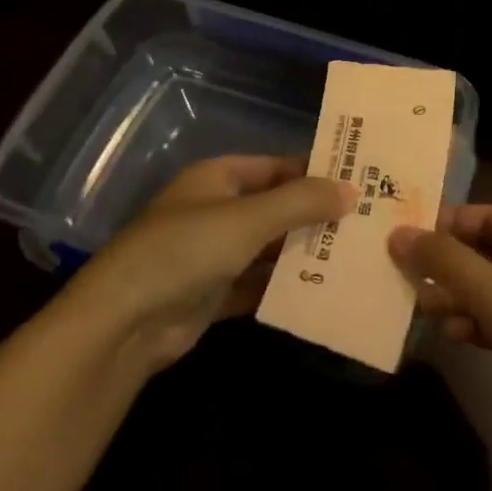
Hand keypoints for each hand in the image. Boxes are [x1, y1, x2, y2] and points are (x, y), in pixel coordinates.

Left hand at [72, 155, 350, 370]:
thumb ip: (302, 202)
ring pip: (269, 248)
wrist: (123, 324)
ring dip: (304, 252)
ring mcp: (212, 254)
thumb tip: (353, 191)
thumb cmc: (186, 250)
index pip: (277, 166)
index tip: (360, 181)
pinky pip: (258, 283)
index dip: (315, 171)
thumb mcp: (249, 219)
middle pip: (276, 207)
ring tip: (356, 256)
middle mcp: (215, 211)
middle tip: (368, 222)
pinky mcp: (213, 294)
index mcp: (217, 179)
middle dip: (316, 215)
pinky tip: (324, 290)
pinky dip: (285, 286)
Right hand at [389, 206, 491, 473]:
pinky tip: (452, 336)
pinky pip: (487, 323)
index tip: (404, 232)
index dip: (447, 220)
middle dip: (443, 261)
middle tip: (400, 272)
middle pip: (479, 253)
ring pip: (480, 291)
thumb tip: (397, 232)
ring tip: (420, 307)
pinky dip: (467, 325)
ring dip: (451, 296)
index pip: (485, 216)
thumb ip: (444, 260)